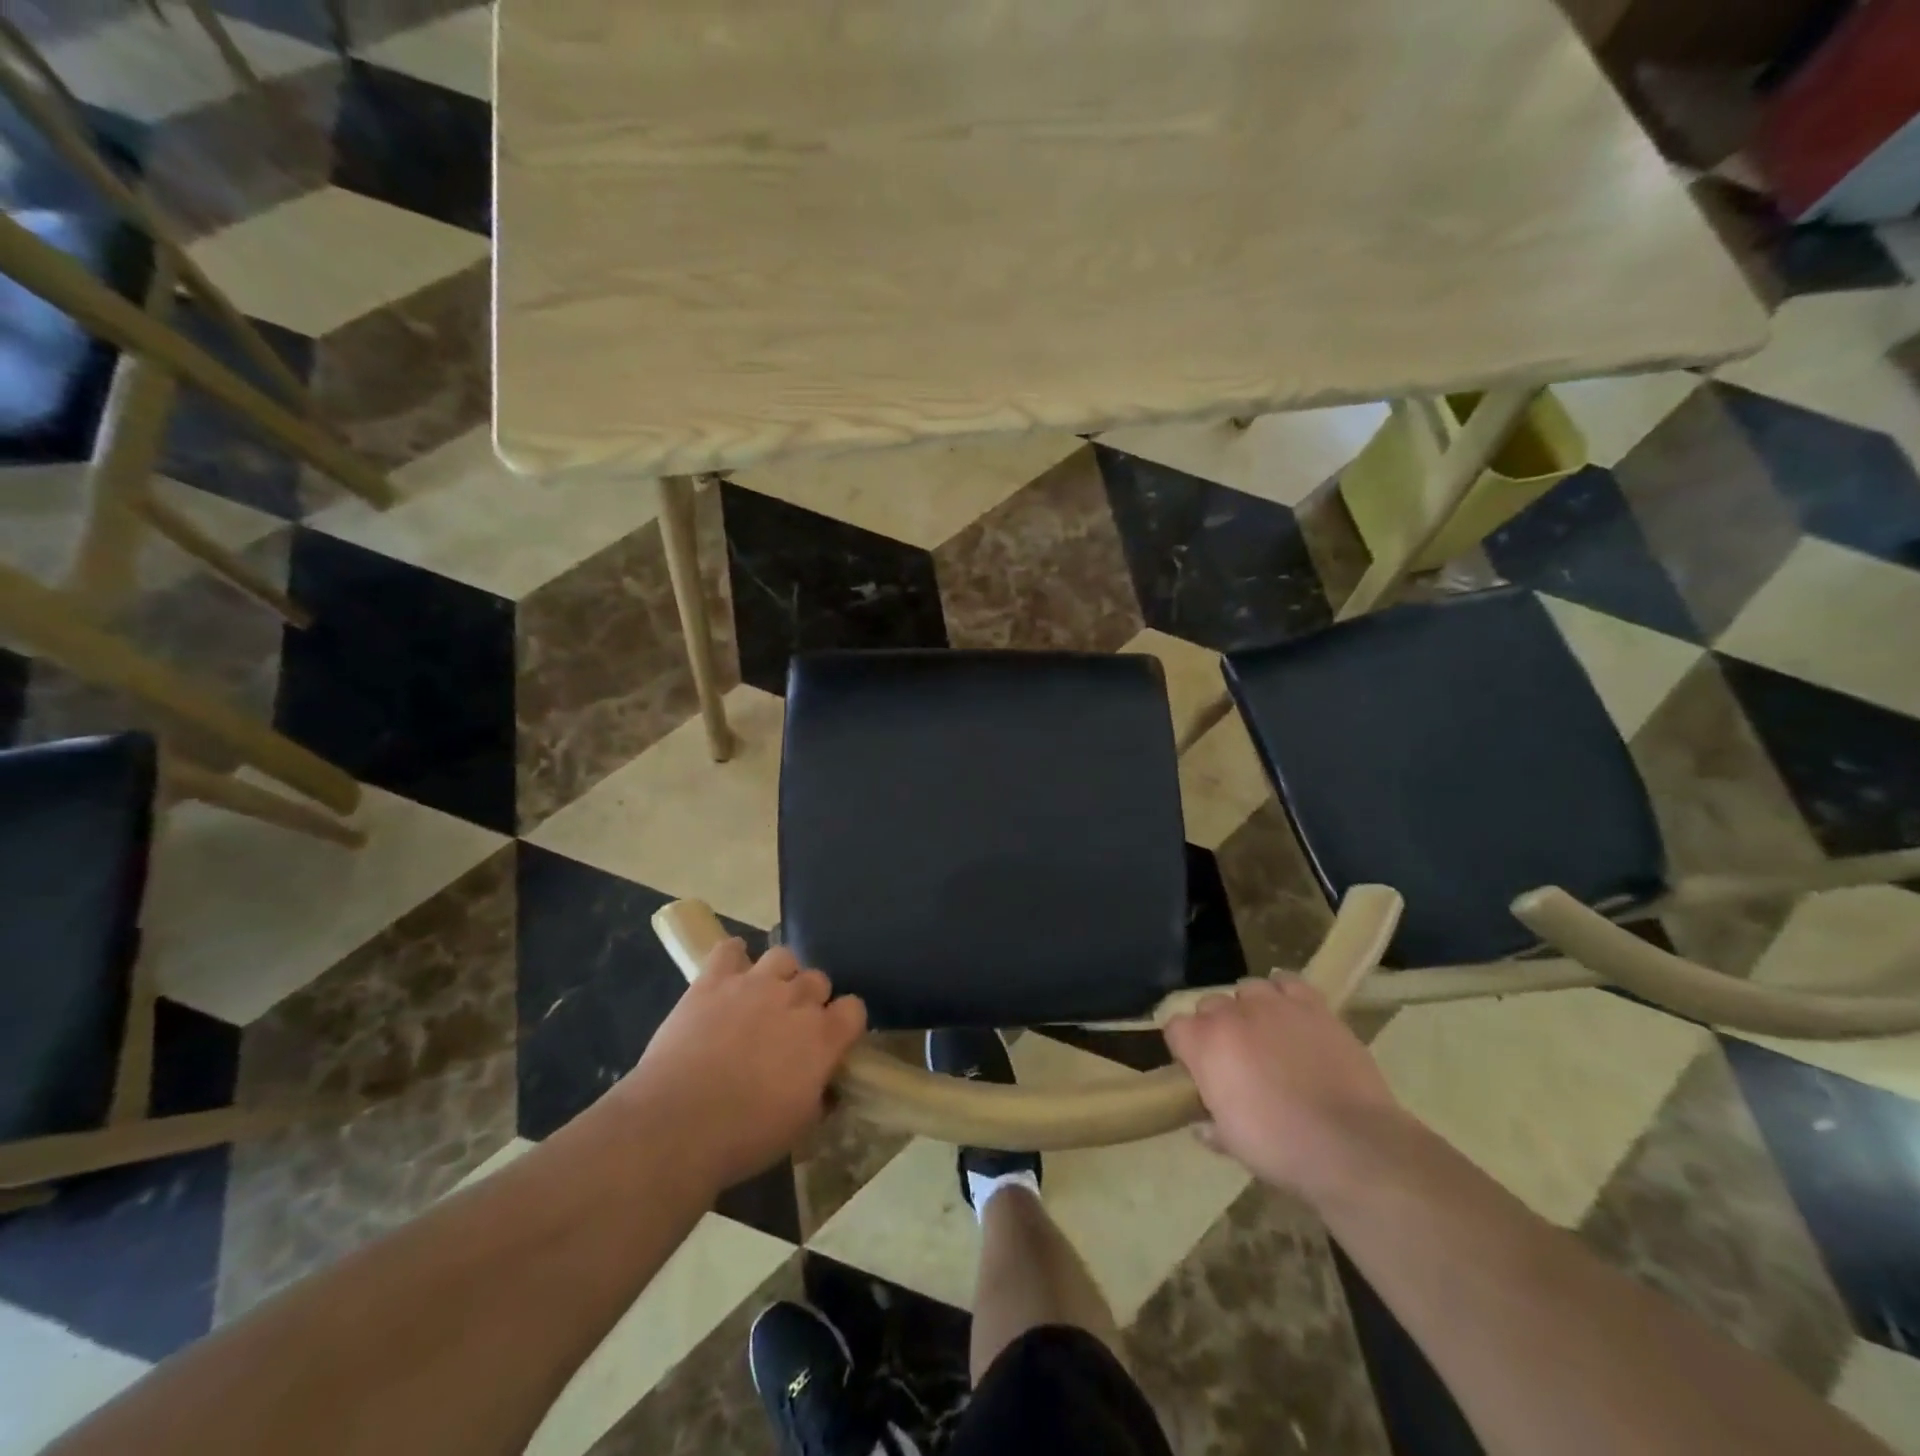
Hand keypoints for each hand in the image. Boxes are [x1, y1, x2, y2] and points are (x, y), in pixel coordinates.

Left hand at [617, 939, 866, 1193]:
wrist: (676, 1125)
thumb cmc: (743, 1137)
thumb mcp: (798, 1127)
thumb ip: (819, 1096)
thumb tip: (826, 1086)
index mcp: (822, 1037)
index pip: (854, 1008)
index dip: (844, 1023)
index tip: (831, 1040)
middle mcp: (795, 1000)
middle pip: (818, 979)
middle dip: (810, 999)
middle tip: (790, 1026)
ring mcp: (754, 984)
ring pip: (783, 956)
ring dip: (779, 975)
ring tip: (762, 997)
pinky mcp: (713, 980)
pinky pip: (729, 949)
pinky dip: (732, 956)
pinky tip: (729, 974)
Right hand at [1163, 977, 1405, 1200]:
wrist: (1352, 1146)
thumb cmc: (1281, 1149)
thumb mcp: (1235, 1145)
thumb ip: (1212, 1126)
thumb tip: (1203, 1125)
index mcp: (1204, 1044)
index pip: (1176, 1028)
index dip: (1185, 1048)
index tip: (1198, 1070)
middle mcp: (1232, 1014)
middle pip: (1210, 1004)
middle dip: (1217, 1026)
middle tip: (1236, 1058)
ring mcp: (1273, 1005)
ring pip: (1248, 988)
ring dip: (1250, 1008)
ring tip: (1266, 1034)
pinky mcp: (1312, 1005)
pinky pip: (1288, 982)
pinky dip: (1285, 993)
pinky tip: (1292, 1014)